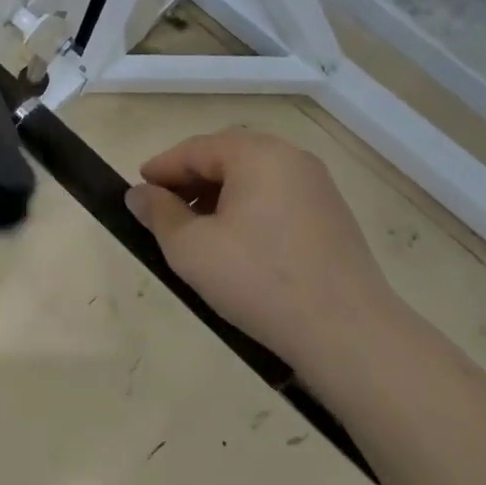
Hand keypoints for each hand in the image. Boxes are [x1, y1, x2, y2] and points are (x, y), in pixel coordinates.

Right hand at [125, 130, 400, 367]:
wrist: (348, 334)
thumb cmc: (259, 280)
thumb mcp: (191, 248)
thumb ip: (158, 214)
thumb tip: (138, 195)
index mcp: (257, 155)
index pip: (195, 149)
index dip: (161, 169)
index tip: (137, 191)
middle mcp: (291, 159)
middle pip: (226, 158)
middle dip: (190, 182)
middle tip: (162, 211)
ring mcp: (317, 188)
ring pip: (252, 179)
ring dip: (217, 198)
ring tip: (195, 232)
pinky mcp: (332, 218)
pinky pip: (275, 199)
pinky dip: (247, 211)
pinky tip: (235, 246)